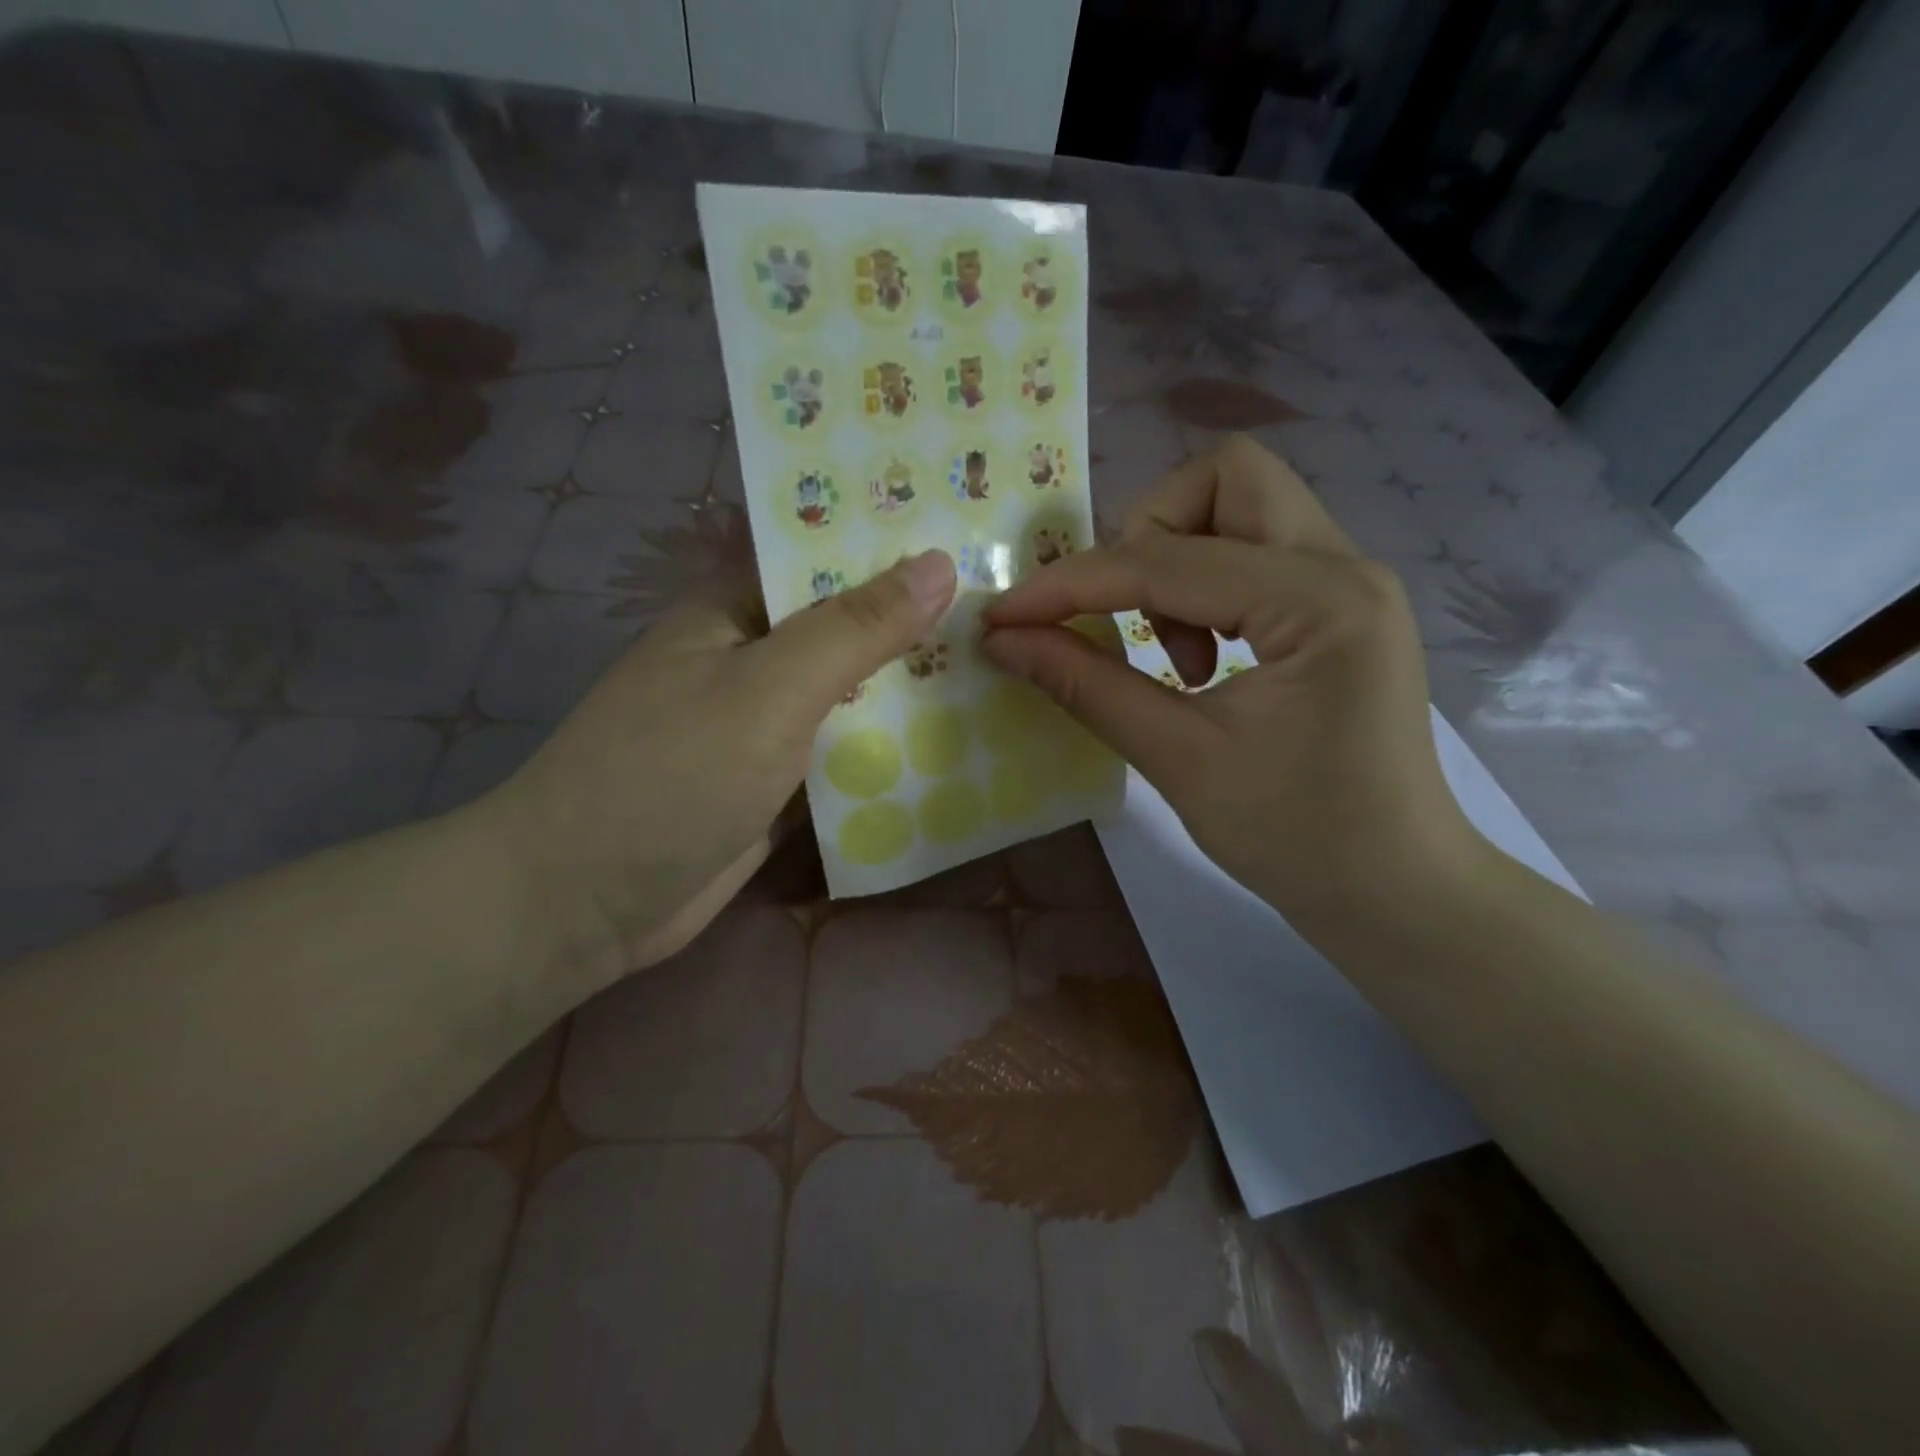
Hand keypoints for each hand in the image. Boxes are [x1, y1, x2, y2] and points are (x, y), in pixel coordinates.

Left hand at [476, 549, 955, 993]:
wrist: (586, 902)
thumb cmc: (672, 774)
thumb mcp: (770, 689)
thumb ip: (856, 629)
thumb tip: (940, 563)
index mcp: (736, 609)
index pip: (827, 559)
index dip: (897, 548)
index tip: (976, 539)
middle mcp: (752, 659)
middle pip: (848, 630)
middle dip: (917, 626)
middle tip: (1010, 612)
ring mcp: (764, 725)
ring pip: (852, 697)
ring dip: (909, 692)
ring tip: (1002, 669)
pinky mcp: (776, 784)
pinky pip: (843, 754)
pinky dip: (887, 750)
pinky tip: (955, 743)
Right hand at [981, 435, 1475, 929]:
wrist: (1396, 890)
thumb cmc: (1298, 839)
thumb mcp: (1180, 761)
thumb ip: (1088, 687)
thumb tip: (1004, 641)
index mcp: (1320, 602)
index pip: (1165, 561)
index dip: (1071, 585)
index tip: (1006, 616)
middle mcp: (1345, 566)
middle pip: (1226, 478)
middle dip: (1146, 534)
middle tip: (1122, 618)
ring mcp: (1349, 581)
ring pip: (1241, 506)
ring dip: (1178, 562)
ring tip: (1176, 659)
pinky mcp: (1339, 607)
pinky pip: (1255, 553)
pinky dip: (1205, 585)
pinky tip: (1201, 660)